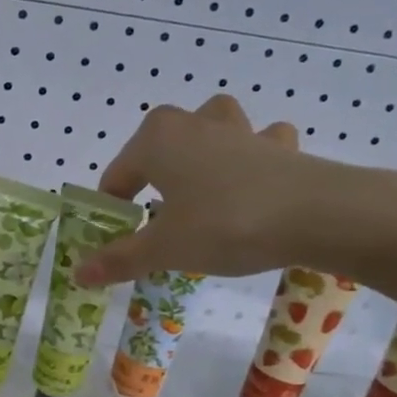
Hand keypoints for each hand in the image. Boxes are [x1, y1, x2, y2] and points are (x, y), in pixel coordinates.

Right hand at [74, 94, 317, 286]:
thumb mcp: (164, 248)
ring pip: (210, 126)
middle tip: (156, 216)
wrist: (318, 214)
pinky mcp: (278, 145)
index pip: (116, 177)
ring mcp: (239, 129)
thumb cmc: (224, 224)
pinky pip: (258, 143)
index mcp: (156, 141)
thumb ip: (118, 258)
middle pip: (157, 144)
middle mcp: (193, 123)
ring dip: (203, 146)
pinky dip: (253, 156)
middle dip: (153, 174)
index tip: (117, 242)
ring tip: (202, 184)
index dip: (112, 211)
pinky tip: (255, 184)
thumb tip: (77, 273)